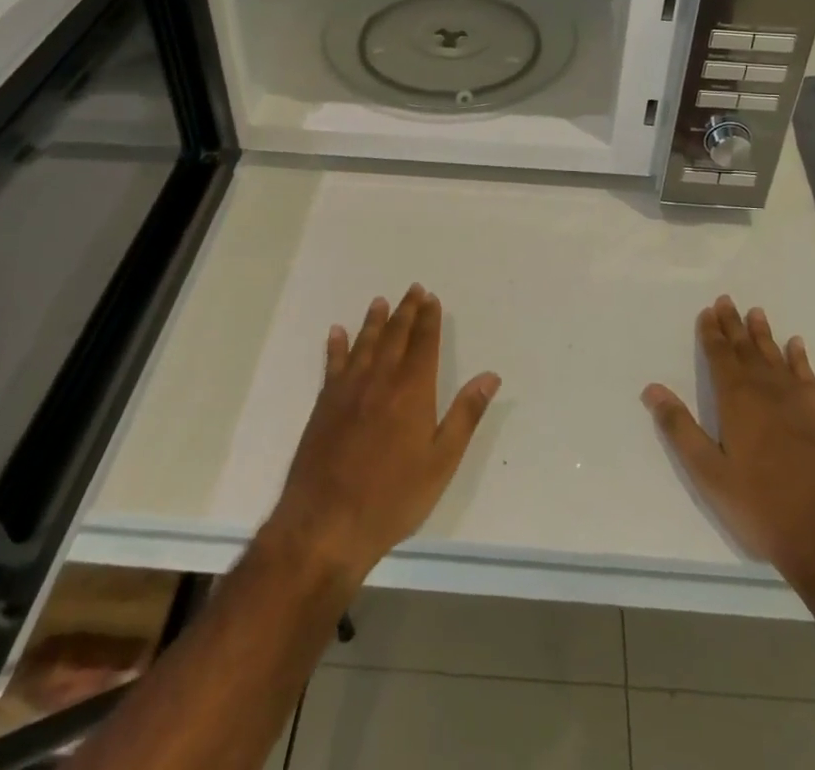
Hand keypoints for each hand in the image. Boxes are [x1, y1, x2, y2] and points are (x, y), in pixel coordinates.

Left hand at [264, 284, 499, 586]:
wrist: (326, 525)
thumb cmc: (392, 498)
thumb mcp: (441, 462)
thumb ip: (465, 415)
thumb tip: (490, 376)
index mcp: (412, 390)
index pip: (424, 343)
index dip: (429, 318)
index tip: (431, 298)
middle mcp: (380, 379)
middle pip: (395, 335)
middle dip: (406, 311)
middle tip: (413, 289)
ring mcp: (348, 390)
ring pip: (364, 343)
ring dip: (374, 321)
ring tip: (380, 301)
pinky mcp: (324, 405)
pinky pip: (332, 364)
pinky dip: (336, 346)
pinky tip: (337, 332)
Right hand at [642, 296, 814, 587]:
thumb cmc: (761, 508)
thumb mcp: (709, 474)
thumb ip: (680, 429)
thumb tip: (652, 388)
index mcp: (737, 401)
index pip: (720, 356)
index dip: (712, 333)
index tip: (708, 311)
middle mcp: (767, 391)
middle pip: (747, 349)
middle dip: (734, 325)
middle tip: (727, 301)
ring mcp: (800, 402)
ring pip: (776, 357)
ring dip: (763, 334)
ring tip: (756, 312)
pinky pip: (808, 376)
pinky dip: (799, 358)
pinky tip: (796, 346)